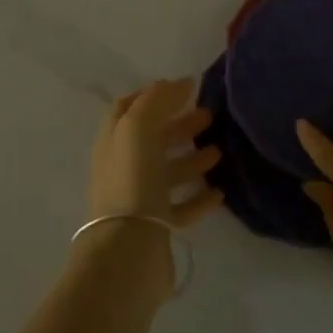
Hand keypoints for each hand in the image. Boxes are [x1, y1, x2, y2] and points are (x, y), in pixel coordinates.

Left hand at [88, 79, 223, 226]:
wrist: (128, 250)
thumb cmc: (131, 180)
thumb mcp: (138, 127)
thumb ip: (157, 101)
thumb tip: (180, 83)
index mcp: (113, 141)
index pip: (128, 109)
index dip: (153, 96)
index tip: (184, 89)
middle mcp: (122, 167)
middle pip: (151, 139)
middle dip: (178, 124)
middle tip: (209, 116)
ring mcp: (138, 199)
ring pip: (166, 172)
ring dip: (192, 158)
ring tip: (220, 150)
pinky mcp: (156, 227)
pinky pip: (180, 207)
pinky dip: (199, 197)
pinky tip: (219, 192)